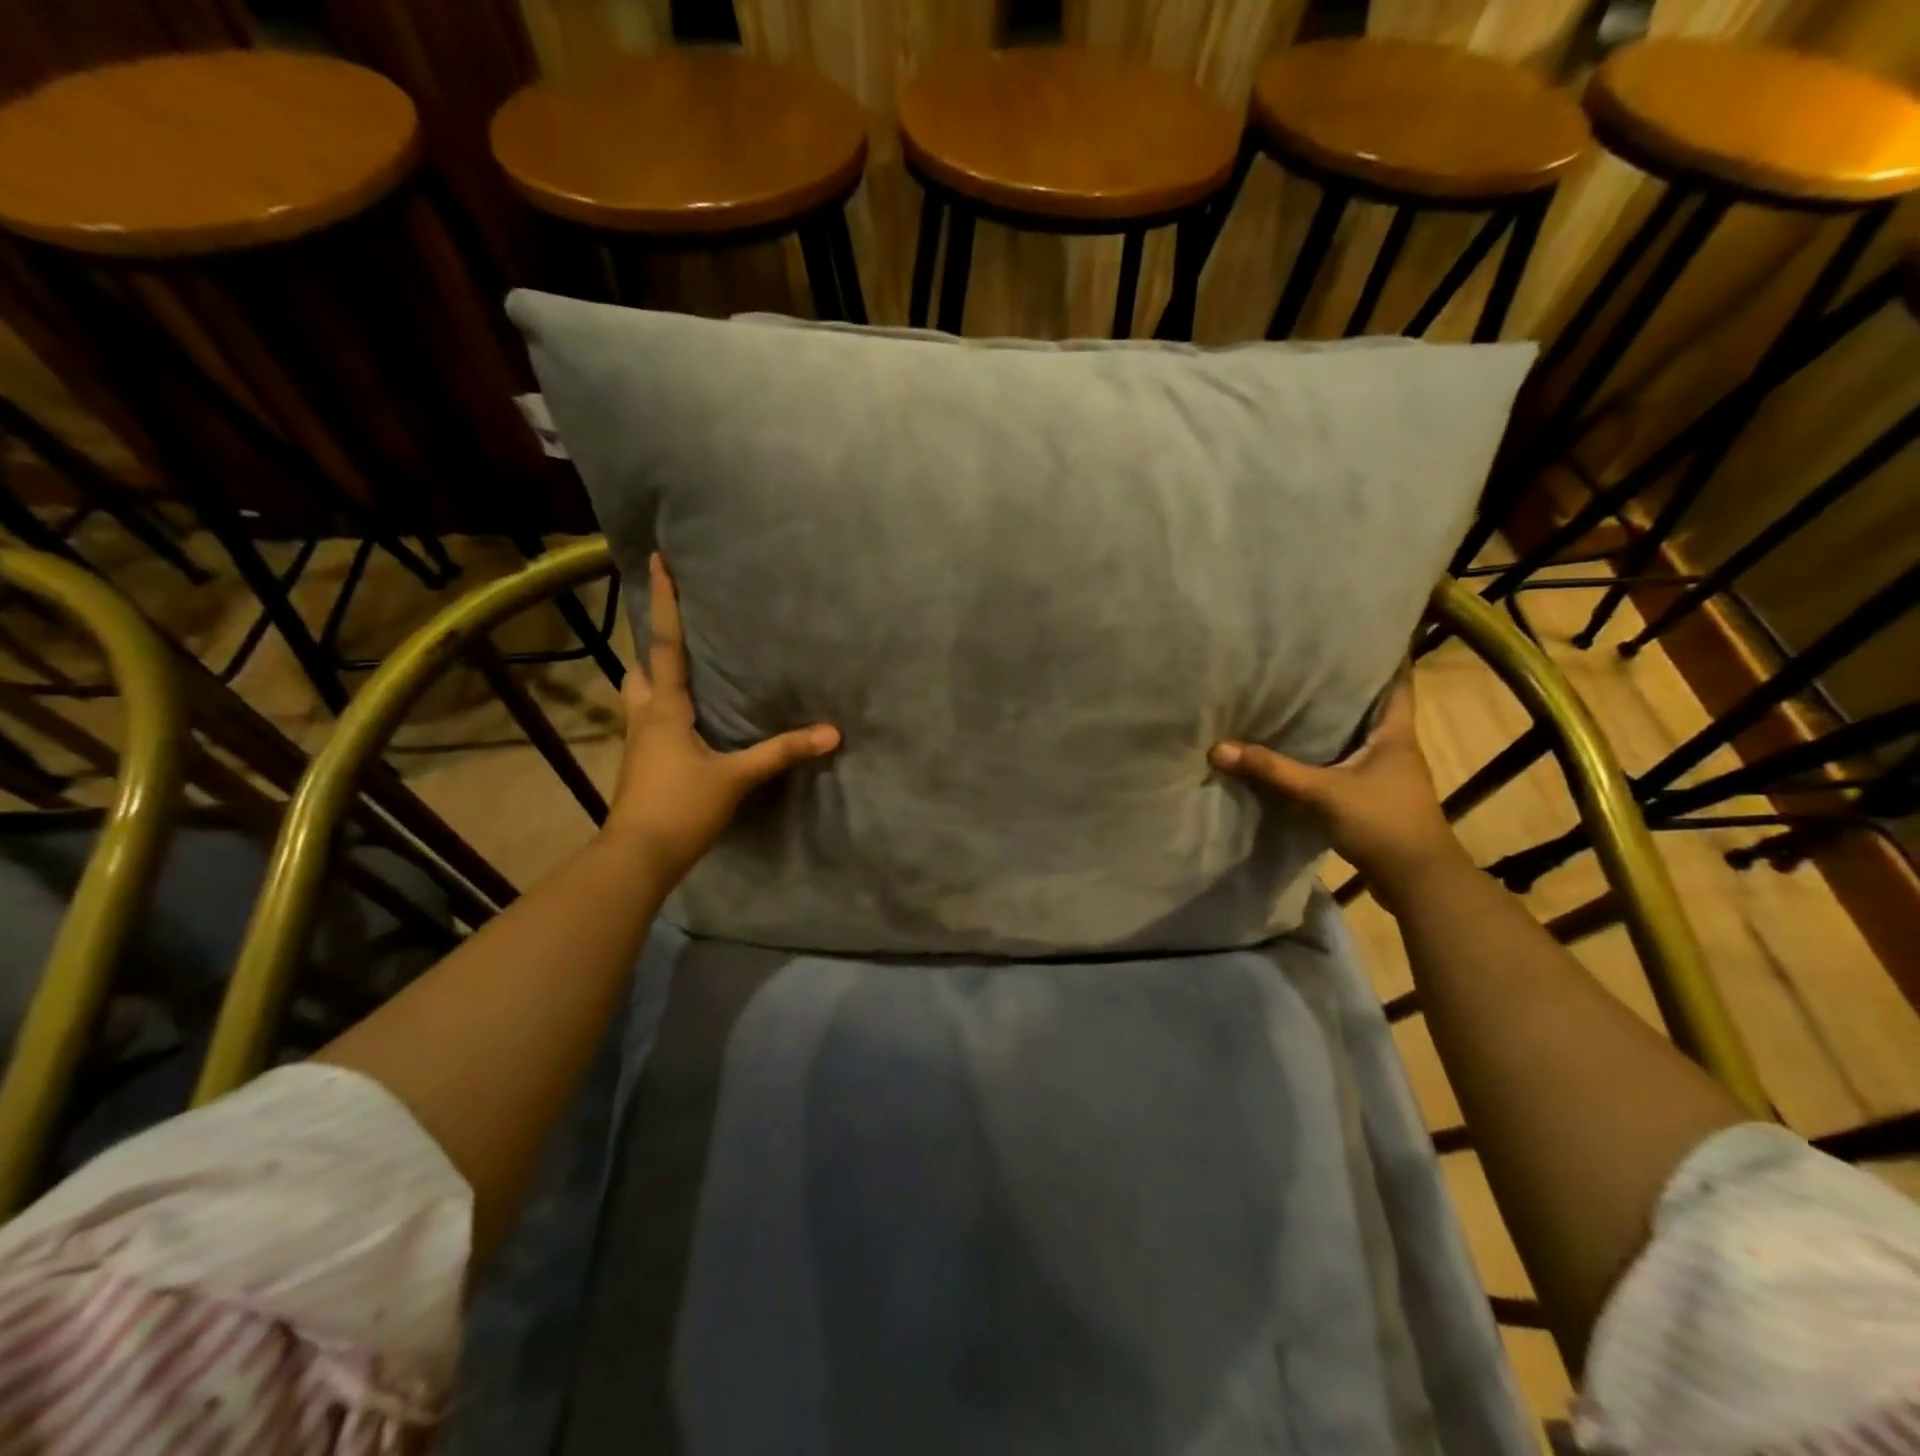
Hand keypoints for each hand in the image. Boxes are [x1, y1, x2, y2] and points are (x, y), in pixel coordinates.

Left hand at [603, 553, 838, 881]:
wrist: (638, 856)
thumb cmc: (681, 808)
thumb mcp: (737, 778)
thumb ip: (782, 752)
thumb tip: (832, 733)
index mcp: (664, 709)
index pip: (664, 645)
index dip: (662, 602)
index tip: (656, 561)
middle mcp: (643, 717)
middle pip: (639, 669)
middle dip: (651, 645)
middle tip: (673, 629)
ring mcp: (636, 743)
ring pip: (638, 697)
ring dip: (652, 679)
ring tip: (681, 673)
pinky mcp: (640, 766)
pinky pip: (648, 723)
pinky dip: (661, 709)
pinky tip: (685, 722)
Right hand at [1210, 667, 1464, 898]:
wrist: (1416, 881)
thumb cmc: (1382, 823)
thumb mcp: (1322, 793)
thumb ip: (1272, 771)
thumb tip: (1218, 748)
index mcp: (1395, 732)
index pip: (1397, 680)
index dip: (1385, 653)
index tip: (1362, 630)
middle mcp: (1395, 746)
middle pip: (1373, 704)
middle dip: (1346, 683)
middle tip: (1309, 659)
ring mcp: (1386, 773)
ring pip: (1358, 734)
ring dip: (1334, 719)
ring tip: (1296, 695)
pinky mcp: (1374, 796)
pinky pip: (1347, 761)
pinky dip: (1327, 751)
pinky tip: (1299, 749)